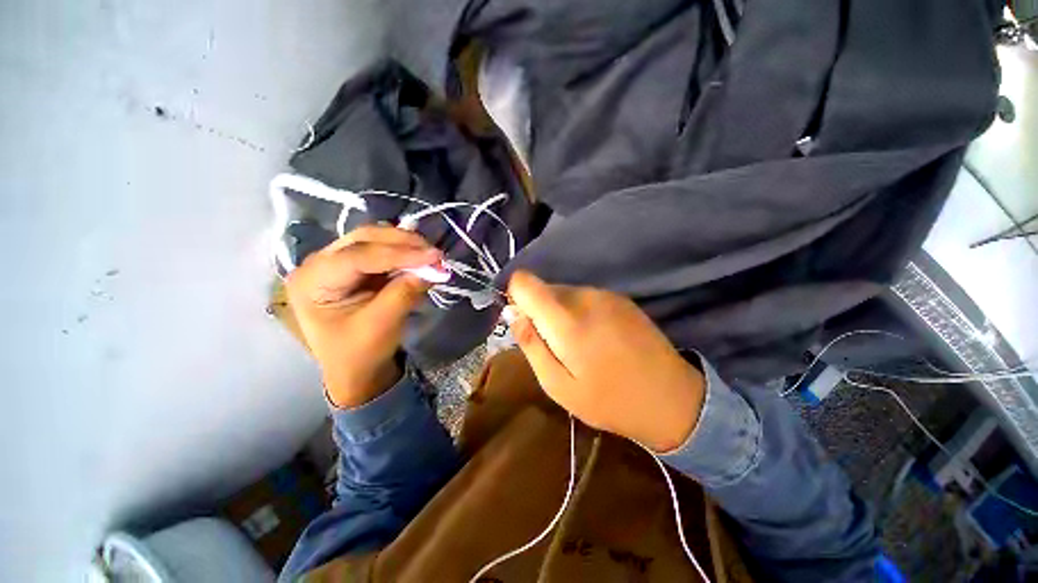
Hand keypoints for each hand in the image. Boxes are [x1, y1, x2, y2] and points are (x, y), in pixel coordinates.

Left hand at [285, 225, 439, 407]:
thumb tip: (432, 267)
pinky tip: (421, 258)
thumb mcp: (381, 326)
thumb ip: (404, 293)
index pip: (358, 256)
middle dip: (403, 243)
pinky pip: (382, 250)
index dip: (399, 254)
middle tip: (436, 254)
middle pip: (364, 239)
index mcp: (311, 281)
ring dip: (406, 245)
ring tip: (432, 256)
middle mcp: (318, 263)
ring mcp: (336, 261)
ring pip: (374, 239)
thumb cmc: (360, 353)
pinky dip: (405, 253)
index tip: (434, 256)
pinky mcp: (354, 266)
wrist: (356, 370)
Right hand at [507, 271, 705, 452]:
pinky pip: (584, 296)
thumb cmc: (609, 400)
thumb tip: (513, 314)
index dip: (515, 297)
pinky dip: (578, 311)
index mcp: (566, 319)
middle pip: (543, 288)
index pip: (524, 282)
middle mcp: (585, 296)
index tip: (522, 322)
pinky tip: (596, 338)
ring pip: (564, 292)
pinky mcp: (621, 298)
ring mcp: (606, 294)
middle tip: (553, 345)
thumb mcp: (558, 386)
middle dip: (538, 311)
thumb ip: (531, 345)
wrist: (673, 399)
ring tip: (577, 345)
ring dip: (559, 312)